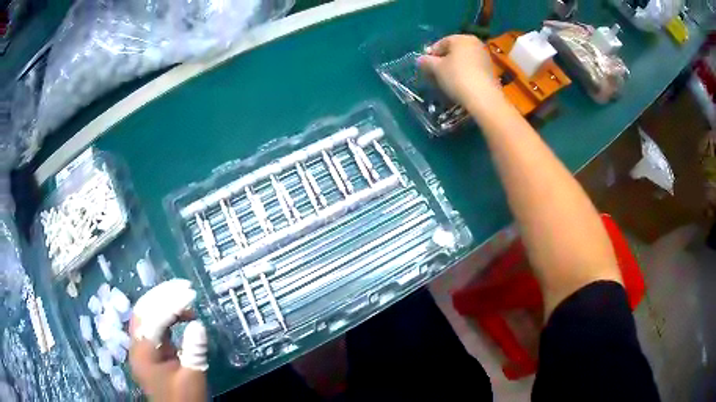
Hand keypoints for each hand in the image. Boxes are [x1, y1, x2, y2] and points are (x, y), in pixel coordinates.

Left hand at [129, 279, 207, 400]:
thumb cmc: (185, 399)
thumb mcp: (193, 377)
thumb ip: (194, 351)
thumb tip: (198, 324)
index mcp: (144, 353)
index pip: (154, 319)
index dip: (172, 303)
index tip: (191, 293)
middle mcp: (137, 345)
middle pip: (143, 310)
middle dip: (162, 295)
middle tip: (184, 287)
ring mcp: (140, 347)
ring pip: (145, 314)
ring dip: (163, 302)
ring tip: (184, 297)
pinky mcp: (148, 350)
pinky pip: (151, 324)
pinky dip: (164, 315)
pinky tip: (179, 314)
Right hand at [418, 35, 500, 107]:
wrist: (483, 98)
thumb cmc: (457, 77)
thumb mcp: (436, 68)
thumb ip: (426, 61)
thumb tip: (420, 60)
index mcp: (462, 38)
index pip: (441, 43)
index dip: (431, 54)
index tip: (425, 67)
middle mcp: (475, 43)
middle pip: (453, 51)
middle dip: (443, 61)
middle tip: (434, 74)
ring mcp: (485, 57)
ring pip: (463, 60)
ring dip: (453, 68)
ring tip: (446, 81)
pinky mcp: (490, 71)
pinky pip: (472, 69)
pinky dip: (464, 74)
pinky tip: (459, 85)